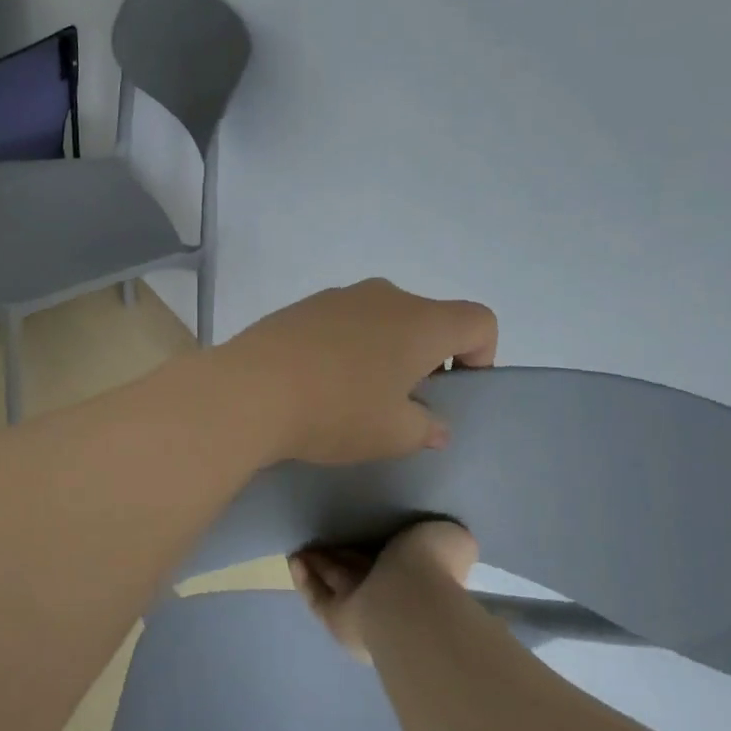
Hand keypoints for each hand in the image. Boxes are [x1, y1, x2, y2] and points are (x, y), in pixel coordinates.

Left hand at [218, 278, 496, 465]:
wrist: (250, 390)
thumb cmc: (336, 411)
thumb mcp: (394, 435)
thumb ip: (426, 427)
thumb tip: (433, 424)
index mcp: (421, 321)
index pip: (479, 321)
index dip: (480, 356)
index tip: (451, 392)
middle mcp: (385, 296)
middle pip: (428, 319)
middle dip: (426, 358)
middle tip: (402, 403)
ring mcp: (339, 296)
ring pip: (382, 319)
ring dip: (383, 351)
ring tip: (355, 396)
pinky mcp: (302, 306)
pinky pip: (343, 322)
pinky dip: (346, 346)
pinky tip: (319, 382)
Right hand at [289, 519, 479, 661]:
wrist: (413, 604)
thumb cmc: (434, 566)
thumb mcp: (451, 538)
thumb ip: (440, 537)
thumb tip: (433, 540)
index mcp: (418, 572)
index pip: (392, 556)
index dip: (374, 543)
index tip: (358, 526)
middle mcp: (389, 593)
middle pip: (359, 569)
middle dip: (340, 555)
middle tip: (322, 535)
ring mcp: (362, 609)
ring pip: (336, 583)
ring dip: (318, 566)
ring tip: (301, 547)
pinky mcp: (338, 619)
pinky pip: (318, 598)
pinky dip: (305, 582)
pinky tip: (293, 560)